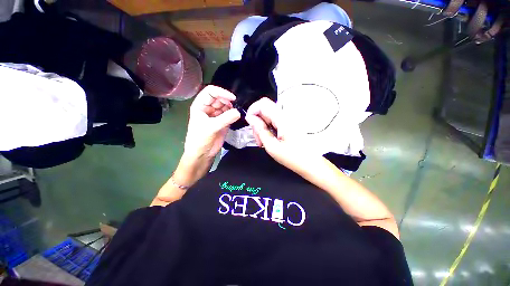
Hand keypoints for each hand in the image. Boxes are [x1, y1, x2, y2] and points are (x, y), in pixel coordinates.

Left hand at [183, 85, 240, 162]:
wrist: (202, 154)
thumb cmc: (200, 140)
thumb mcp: (211, 127)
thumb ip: (225, 119)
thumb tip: (239, 112)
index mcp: (200, 105)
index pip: (210, 92)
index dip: (221, 92)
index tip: (232, 98)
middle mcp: (208, 108)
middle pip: (219, 98)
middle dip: (228, 101)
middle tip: (236, 107)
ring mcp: (216, 115)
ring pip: (225, 106)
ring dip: (232, 108)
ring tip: (237, 113)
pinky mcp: (223, 122)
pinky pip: (230, 114)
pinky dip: (234, 114)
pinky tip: (237, 116)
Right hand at [245, 98, 313, 172]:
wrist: (310, 163)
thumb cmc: (292, 157)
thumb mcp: (272, 147)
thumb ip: (260, 130)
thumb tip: (250, 118)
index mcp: (282, 119)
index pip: (263, 103)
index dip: (252, 110)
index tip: (249, 124)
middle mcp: (286, 115)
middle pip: (264, 109)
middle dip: (256, 121)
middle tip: (258, 138)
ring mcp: (288, 119)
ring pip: (267, 115)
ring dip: (262, 126)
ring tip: (263, 141)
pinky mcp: (288, 123)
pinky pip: (273, 120)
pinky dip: (268, 128)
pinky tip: (269, 139)